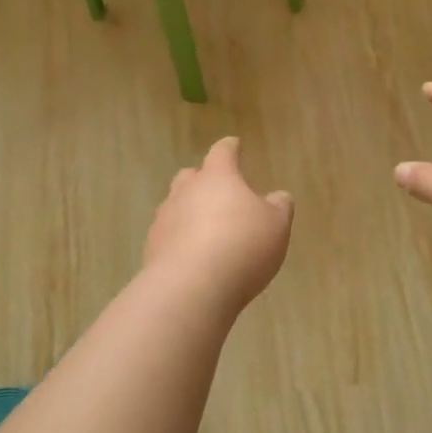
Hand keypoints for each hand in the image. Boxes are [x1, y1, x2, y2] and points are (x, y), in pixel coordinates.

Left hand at [144, 137, 293, 309]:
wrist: (191, 287)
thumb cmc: (242, 246)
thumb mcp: (276, 226)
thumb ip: (279, 207)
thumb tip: (278, 196)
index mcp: (217, 177)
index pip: (222, 152)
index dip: (230, 148)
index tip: (234, 145)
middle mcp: (186, 191)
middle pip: (191, 176)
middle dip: (203, 179)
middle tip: (218, 189)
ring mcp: (165, 219)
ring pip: (175, 205)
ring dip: (189, 211)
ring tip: (205, 228)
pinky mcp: (152, 248)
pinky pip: (168, 235)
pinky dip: (179, 239)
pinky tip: (192, 256)